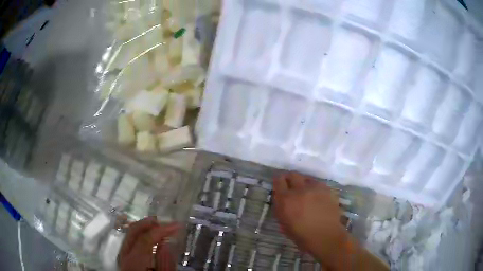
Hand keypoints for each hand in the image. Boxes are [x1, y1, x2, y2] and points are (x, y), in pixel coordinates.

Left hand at [118, 217, 179, 270]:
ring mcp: (121, 255)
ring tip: (159, 227)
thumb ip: (165, 262)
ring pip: (129, 233)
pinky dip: (140, 234)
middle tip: (166, 222)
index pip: (146, 238)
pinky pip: (130, 239)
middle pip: (133, 231)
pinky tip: (150, 237)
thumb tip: (166, 243)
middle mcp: (124, 255)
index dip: (162, 230)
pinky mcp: (123, 257)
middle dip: (150, 223)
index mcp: (135, 262)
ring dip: (144, 227)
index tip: (177, 226)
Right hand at [273, 172, 349, 270]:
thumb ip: (281, 207)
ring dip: (303, 183)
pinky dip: (315, 188)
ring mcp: (315, 188)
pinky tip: (316, 197)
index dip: (278, 180)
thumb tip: (281, 197)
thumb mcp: (283, 223)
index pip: (278, 180)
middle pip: (293, 174)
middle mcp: (300, 189)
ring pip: (306, 178)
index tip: (279, 183)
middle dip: (290, 178)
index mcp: (286, 199)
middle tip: (291, 186)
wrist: (325, 235)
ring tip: (305, 192)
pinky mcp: (327, 189)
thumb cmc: (301, 234)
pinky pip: (318, 184)